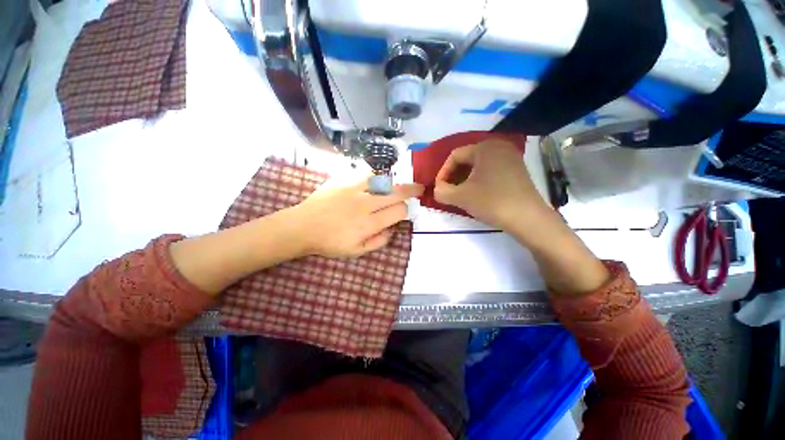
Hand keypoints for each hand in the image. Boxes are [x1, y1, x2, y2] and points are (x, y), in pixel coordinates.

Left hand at [289, 177, 423, 257]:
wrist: (302, 227)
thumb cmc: (329, 242)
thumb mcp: (356, 252)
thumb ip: (379, 242)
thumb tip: (393, 229)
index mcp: (368, 224)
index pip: (399, 211)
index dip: (405, 211)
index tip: (403, 212)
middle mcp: (365, 204)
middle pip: (396, 192)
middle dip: (412, 190)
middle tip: (419, 188)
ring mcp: (353, 189)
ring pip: (383, 179)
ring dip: (394, 182)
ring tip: (397, 184)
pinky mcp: (343, 180)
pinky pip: (366, 172)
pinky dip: (376, 175)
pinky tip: (378, 179)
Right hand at [434, 139, 550, 231]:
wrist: (527, 218)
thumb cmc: (491, 201)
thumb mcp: (460, 197)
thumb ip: (441, 191)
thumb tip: (437, 189)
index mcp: (484, 147)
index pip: (455, 156)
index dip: (442, 172)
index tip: (439, 188)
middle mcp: (499, 146)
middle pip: (467, 159)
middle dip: (454, 176)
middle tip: (449, 191)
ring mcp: (511, 157)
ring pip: (479, 166)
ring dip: (465, 179)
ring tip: (460, 194)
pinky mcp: (517, 170)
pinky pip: (491, 170)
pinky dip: (479, 180)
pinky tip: (477, 194)